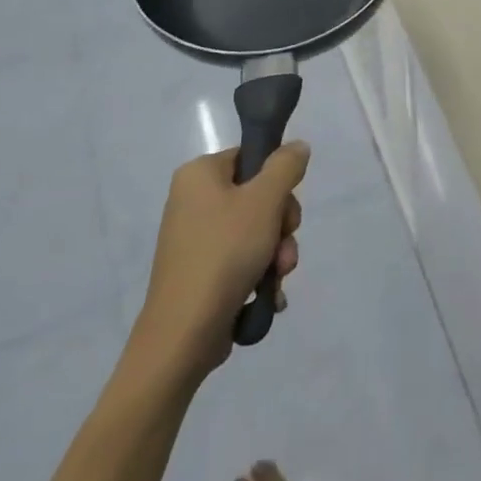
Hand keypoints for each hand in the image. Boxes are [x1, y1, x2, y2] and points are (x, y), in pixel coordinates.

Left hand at [127, 142, 308, 386]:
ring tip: (277, 277)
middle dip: (281, 226)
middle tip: (283, 246)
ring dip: (277, 253)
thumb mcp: (265, 201)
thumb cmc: (225, 253)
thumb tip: (297, 146)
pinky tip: (269, 294)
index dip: (277, 181)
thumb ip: (286, 166)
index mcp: (199, 175)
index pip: (252, 158)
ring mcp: (195, 239)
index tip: (285, 208)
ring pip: (256, 232)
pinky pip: (242, 260)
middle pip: (258, 197)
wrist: (184, 333)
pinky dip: (260, 274)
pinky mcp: (201, 272)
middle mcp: (193, 201)